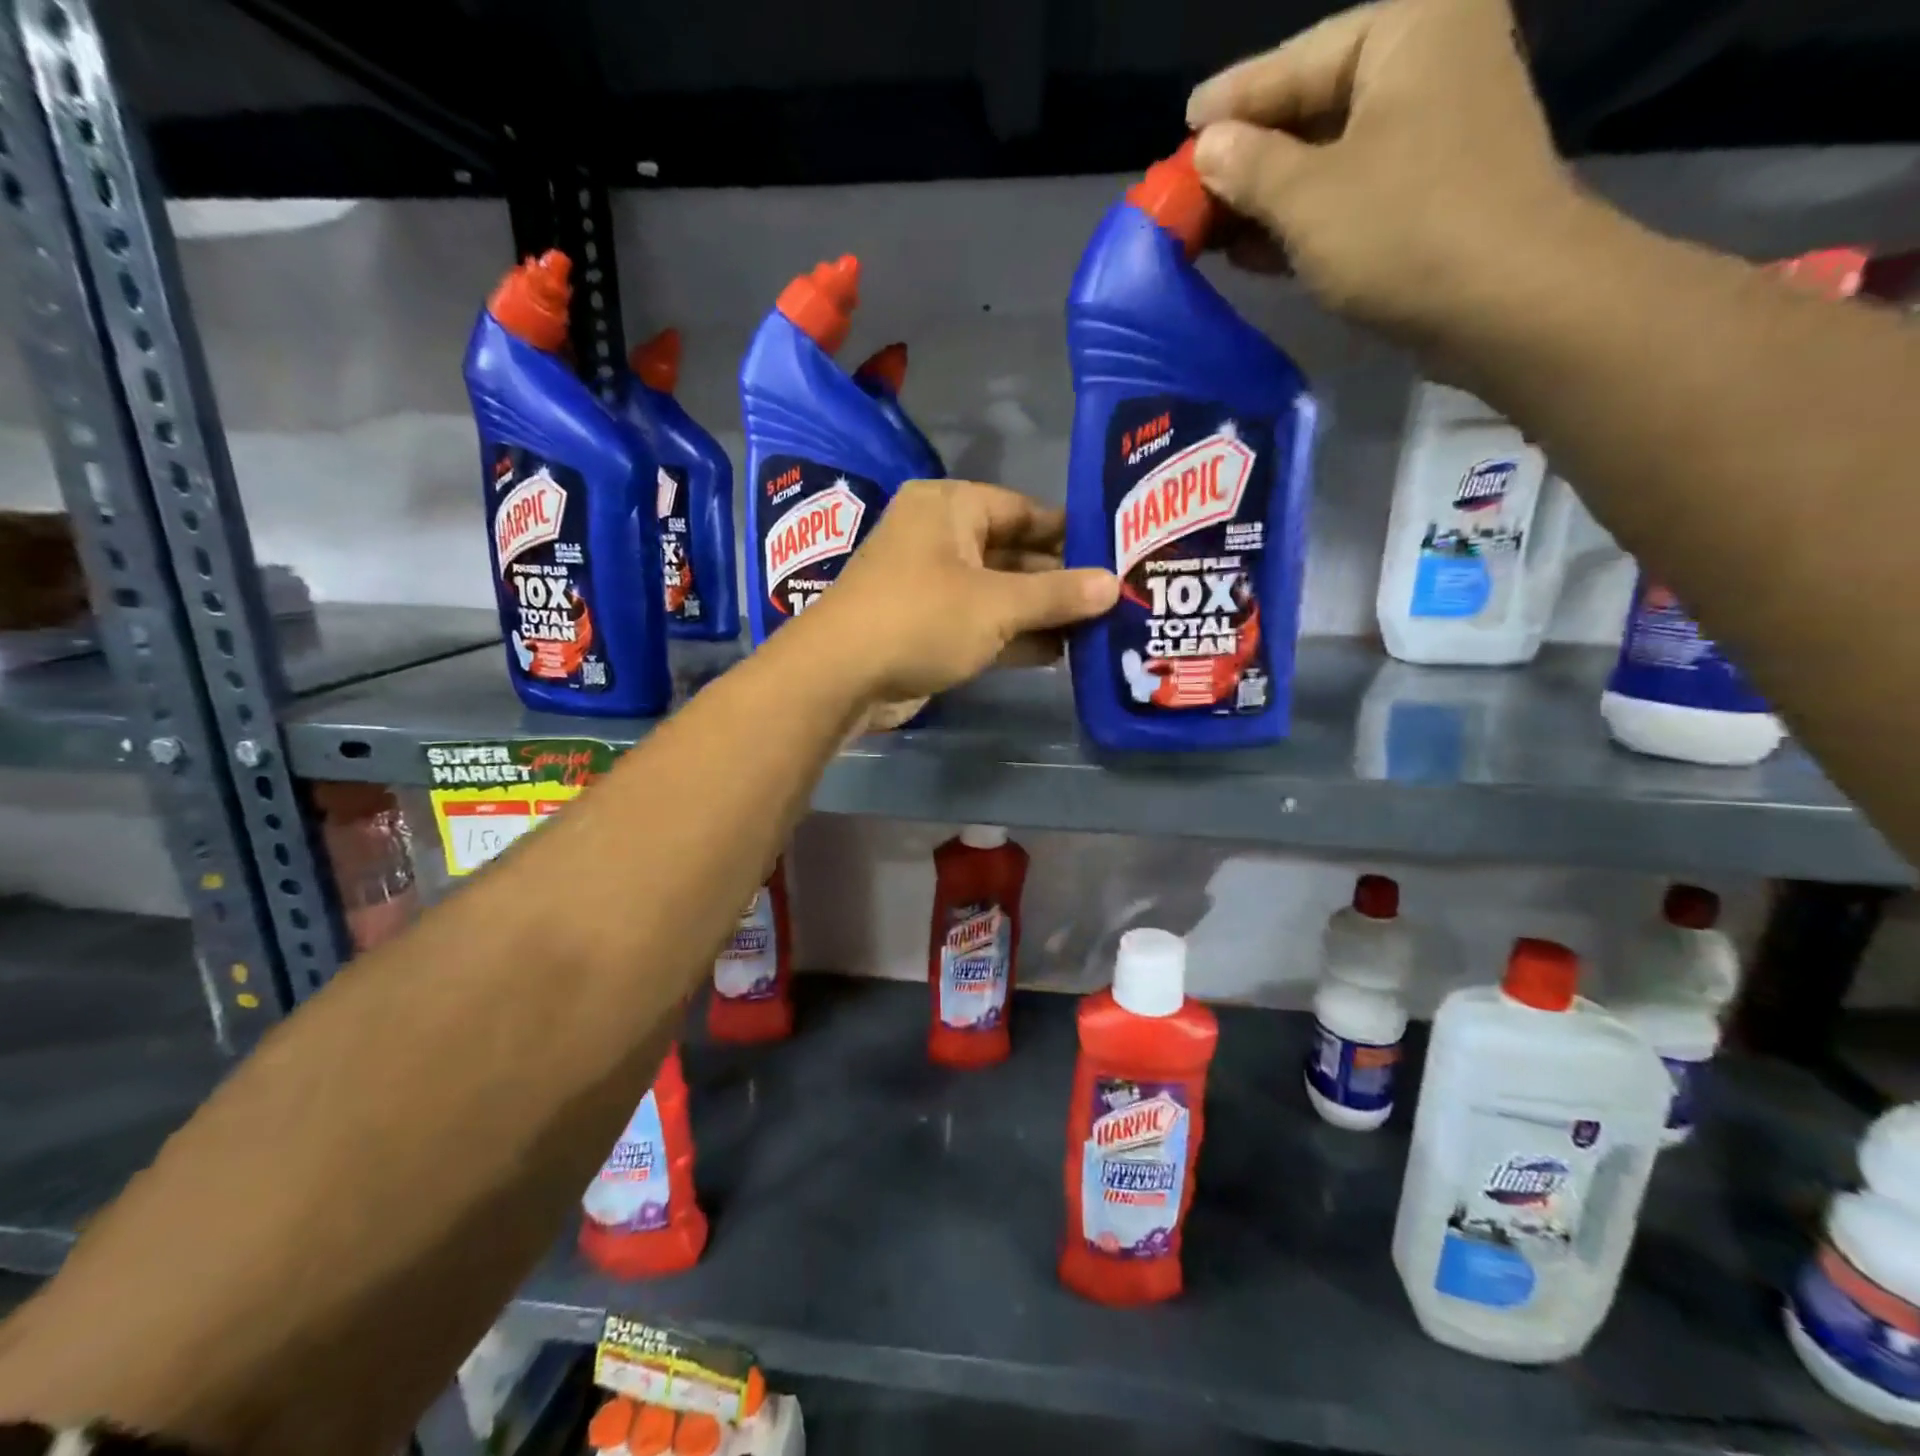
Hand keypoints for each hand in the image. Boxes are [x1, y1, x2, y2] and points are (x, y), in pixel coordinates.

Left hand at [786, 480, 1118, 730]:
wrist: (841, 677)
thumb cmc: (922, 618)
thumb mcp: (998, 604)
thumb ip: (1057, 594)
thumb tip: (1113, 584)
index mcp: (950, 508)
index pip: (1023, 510)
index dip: (1069, 532)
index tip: (1114, 551)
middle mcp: (939, 539)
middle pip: (1012, 553)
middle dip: (1059, 579)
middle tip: (1115, 596)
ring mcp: (931, 586)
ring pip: (998, 593)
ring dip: (1041, 612)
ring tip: (1099, 627)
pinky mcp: (927, 628)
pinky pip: (981, 624)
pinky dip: (1014, 637)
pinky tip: (1061, 652)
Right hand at [1186, 0, 1582, 344]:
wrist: (1506, 301)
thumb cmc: (1403, 230)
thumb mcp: (1307, 198)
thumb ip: (1247, 167)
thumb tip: (1206, 148)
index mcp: (1408, 28)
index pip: (1295, 61)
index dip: (1231, 102)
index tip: (1183, 126)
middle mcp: (1430, 61)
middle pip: (1312, 107)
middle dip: (1246, 159)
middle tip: (1187, 192)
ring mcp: (1436, 128)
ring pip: (1328, 157)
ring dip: (1267, 198)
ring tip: (1207, 229)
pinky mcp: (1433, 190)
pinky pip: (1351, 192)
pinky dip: (1302, 220)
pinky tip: (1252, 250)